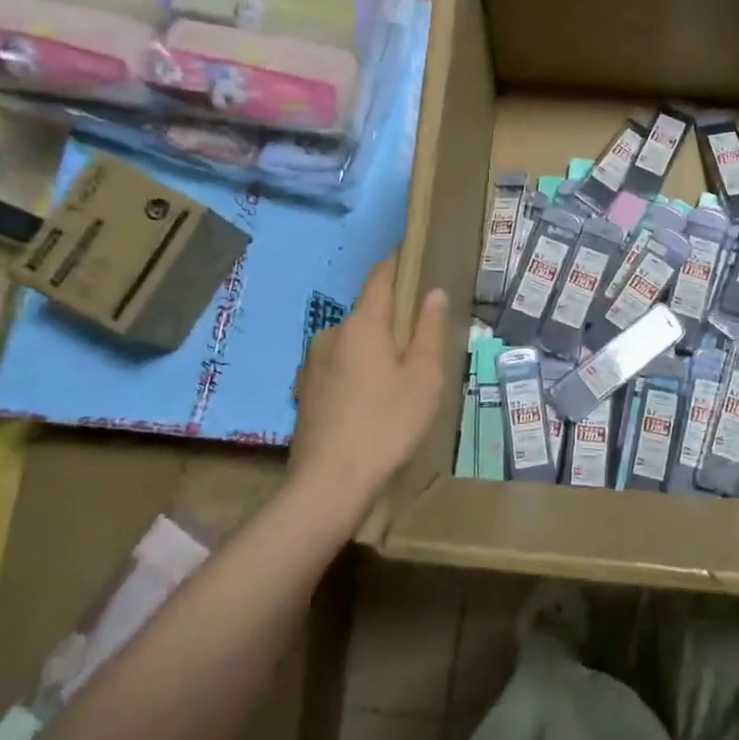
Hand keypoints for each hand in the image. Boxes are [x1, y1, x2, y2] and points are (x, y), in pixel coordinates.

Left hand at [290, 259, 447, 516]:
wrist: (329, 484)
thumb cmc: (387, 424)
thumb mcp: (424, 378)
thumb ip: (429, 331)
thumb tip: (434, 292)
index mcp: (362, 324)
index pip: (380, 278)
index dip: (397, 264)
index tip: (412, 255)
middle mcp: (331, 334)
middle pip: (367, 314)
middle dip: (391, 319)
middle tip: (420, 339)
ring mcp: (312, 364)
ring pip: (351, 343)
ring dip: (372, 349)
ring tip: (396, 377)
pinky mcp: (304, 392)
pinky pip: (337, 367)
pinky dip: (356, 372)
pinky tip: (369, 400)